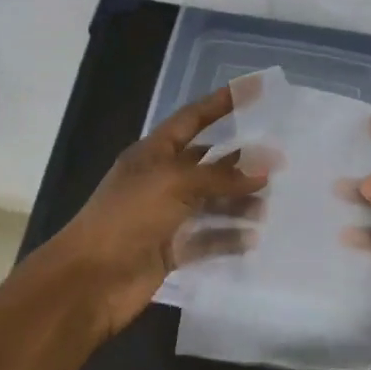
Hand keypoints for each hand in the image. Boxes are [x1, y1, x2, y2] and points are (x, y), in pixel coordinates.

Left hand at [37, 84, 270, 337]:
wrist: (90, 280)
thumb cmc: (128, 218)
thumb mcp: (174, 184)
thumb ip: (221, 176)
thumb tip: (265, 169)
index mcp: (153, 154)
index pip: (192, 119)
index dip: (221, 103)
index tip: (254, 90)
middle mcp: (161, 181)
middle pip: (207, 164)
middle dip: (240, 161)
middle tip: (280, 162)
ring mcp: (166, 217)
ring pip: (211, 203)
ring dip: (239, 202)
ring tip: (272, 203)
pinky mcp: (172, 250)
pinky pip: (207, 239)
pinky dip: (229, 237)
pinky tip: (254, 238)